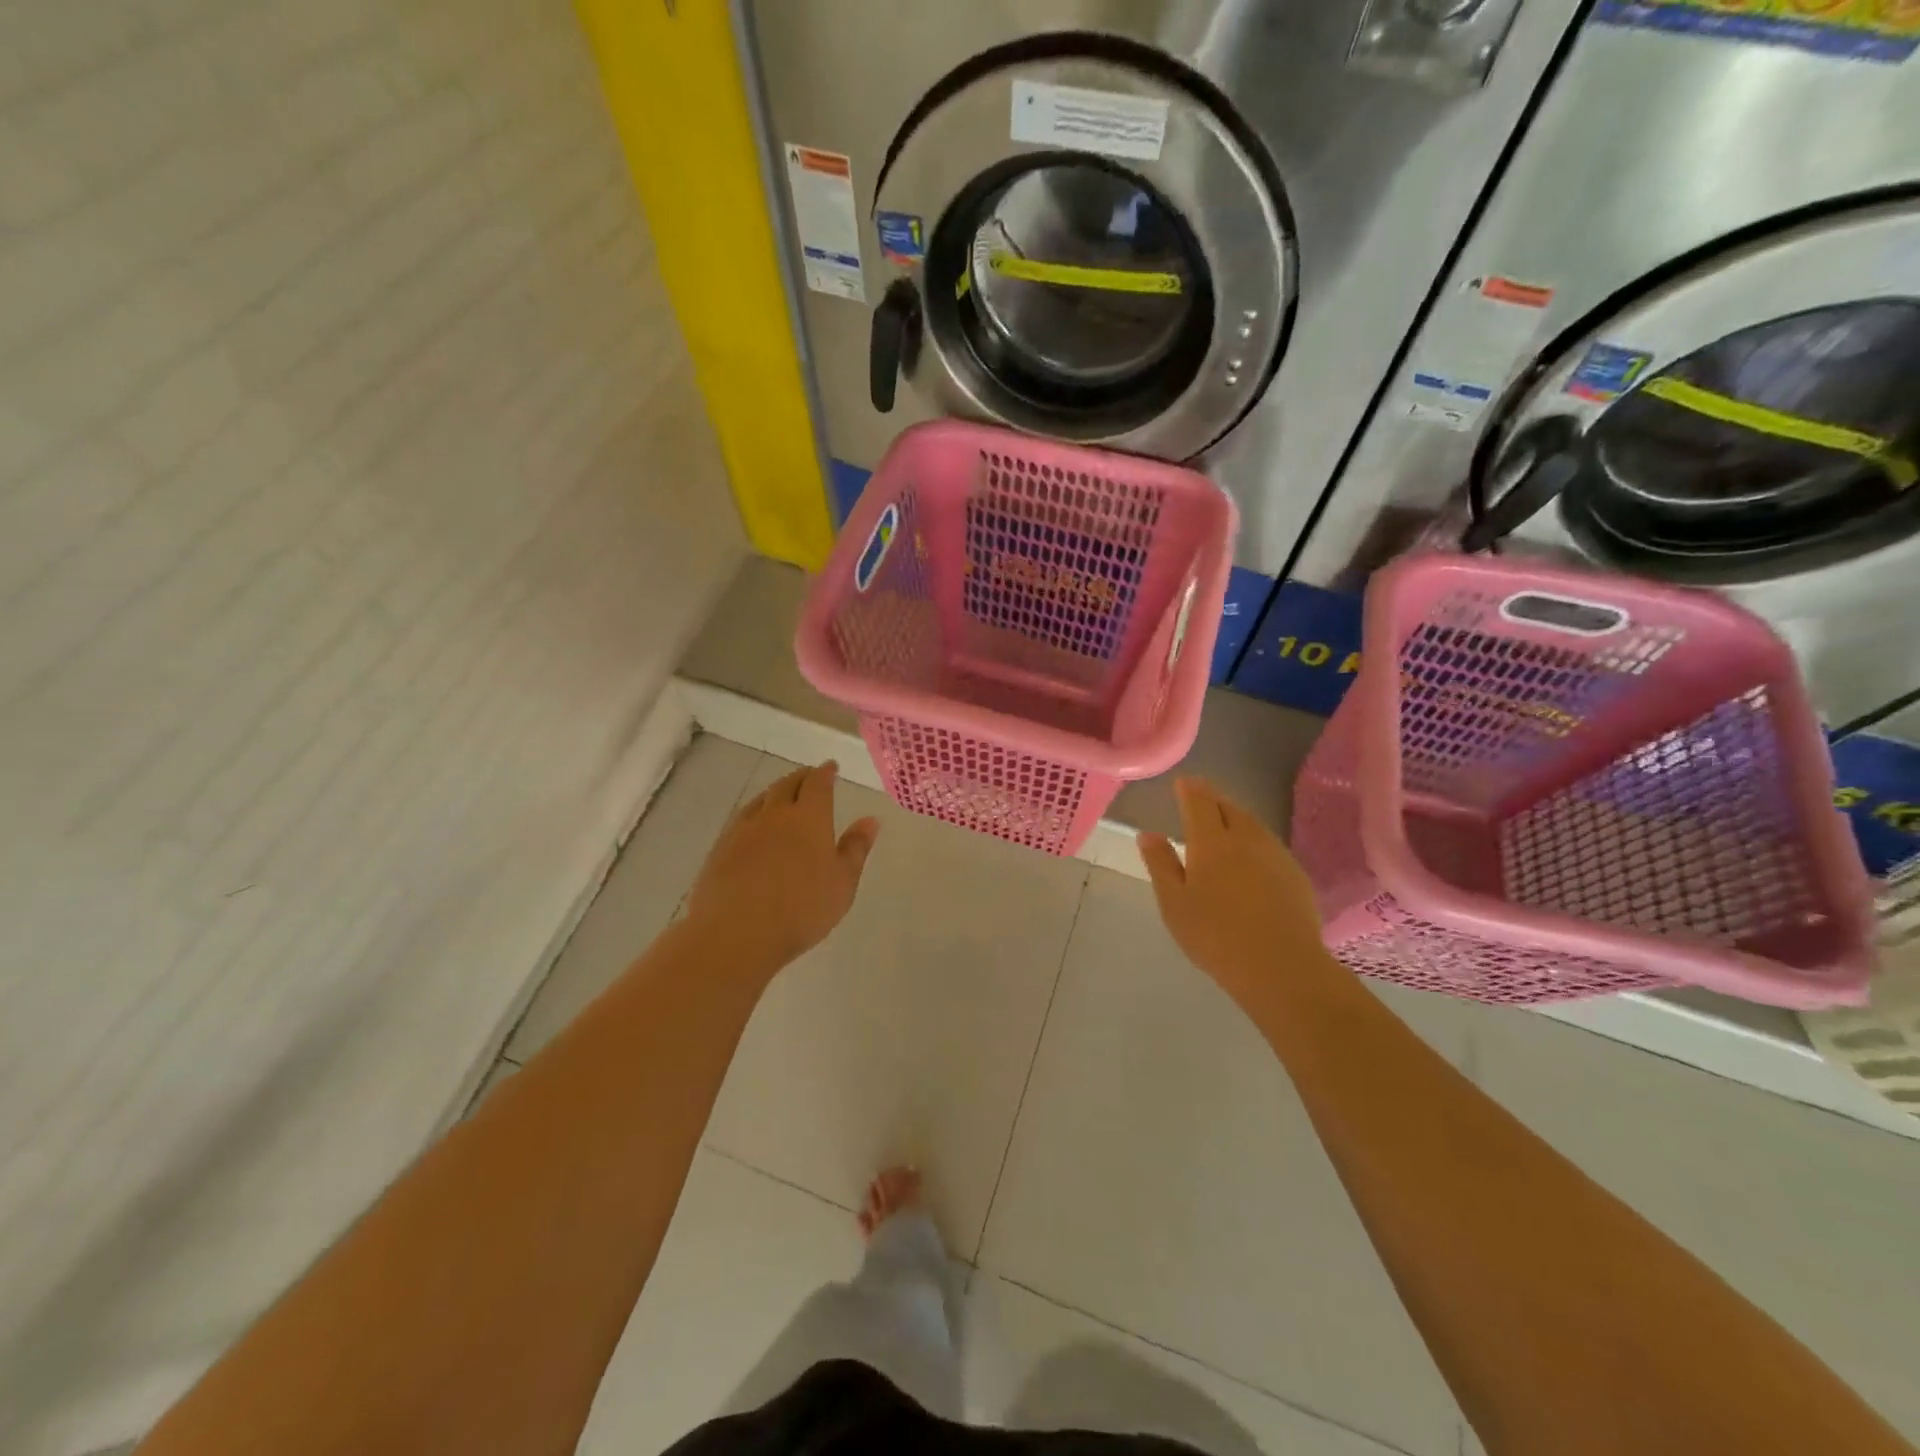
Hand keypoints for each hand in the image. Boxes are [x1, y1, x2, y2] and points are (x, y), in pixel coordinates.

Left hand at [684, 760, 879, 973]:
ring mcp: (743, 830)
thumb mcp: (842, 882)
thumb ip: (856, 848)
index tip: (830, 767)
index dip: (825, 773)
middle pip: (787, 785)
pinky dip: (754, 813)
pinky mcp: (720, 848)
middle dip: (800, 777)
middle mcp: (775, 814)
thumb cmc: (801, 909)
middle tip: (808, 776)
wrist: (736, 932)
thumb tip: (871, 820)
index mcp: (809, 817)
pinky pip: (741, 819)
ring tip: (781, 795)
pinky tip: (753, 825)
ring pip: (761, 800)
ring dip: (774, 792)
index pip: (817, 784)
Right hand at [1137, 777, 1327, 1008]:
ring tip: (1223, 824)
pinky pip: (1269, 844)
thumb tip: (1148, 834)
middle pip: (1229, 807)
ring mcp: (1275, 854)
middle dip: (1212, 799)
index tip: (1182, 783)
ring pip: (1252, 823)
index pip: (1199, 801)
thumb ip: (1161, 864)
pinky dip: (1253, 840)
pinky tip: (1250, 858)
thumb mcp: (1174, 903)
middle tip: (1200, 800)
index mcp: (1211, 841)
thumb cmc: (1215, 935)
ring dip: (1235, 817)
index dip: (1189, 789)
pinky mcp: (1295, 874)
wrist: (1281, 966)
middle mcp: (1246, 838)